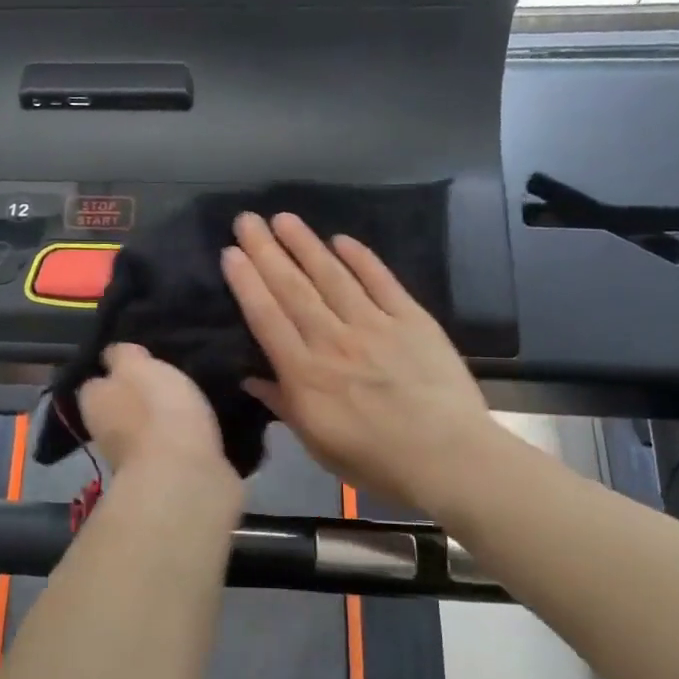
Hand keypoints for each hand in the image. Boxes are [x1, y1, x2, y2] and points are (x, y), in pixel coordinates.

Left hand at [77, 343, 236, 486]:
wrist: (186, 478)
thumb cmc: (156, 411)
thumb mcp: (136, 366)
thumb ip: (122, 356)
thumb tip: (114, 356)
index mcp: (93, 403)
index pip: (95, 383)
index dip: (114, 371)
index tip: (139, 361)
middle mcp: (107, 434)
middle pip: (121, 409)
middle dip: (141, 398)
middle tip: (172, 378)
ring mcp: (137, 461)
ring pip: (149, 431)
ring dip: (166, 421)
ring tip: (195, 398)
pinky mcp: (169, 479)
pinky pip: (176, 450)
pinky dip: (187, 440)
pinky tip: (207, 426)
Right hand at [221, 212, 506, 521]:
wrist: (448, 457)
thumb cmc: (375, 460)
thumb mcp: (317, 443)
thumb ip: (284, 405)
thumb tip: (251, 379)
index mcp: (305, 374)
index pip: (267, 318)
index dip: (247, 283)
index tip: (231, 252)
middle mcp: (333, 340)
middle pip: (293, 288)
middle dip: (266, 251)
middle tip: (247, 220)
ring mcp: (374, 326)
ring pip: (332, 277)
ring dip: (306, 245)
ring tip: (284, 218)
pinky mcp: (412, 320)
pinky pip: (382, 282)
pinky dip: (361, 259)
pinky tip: (342, 240)